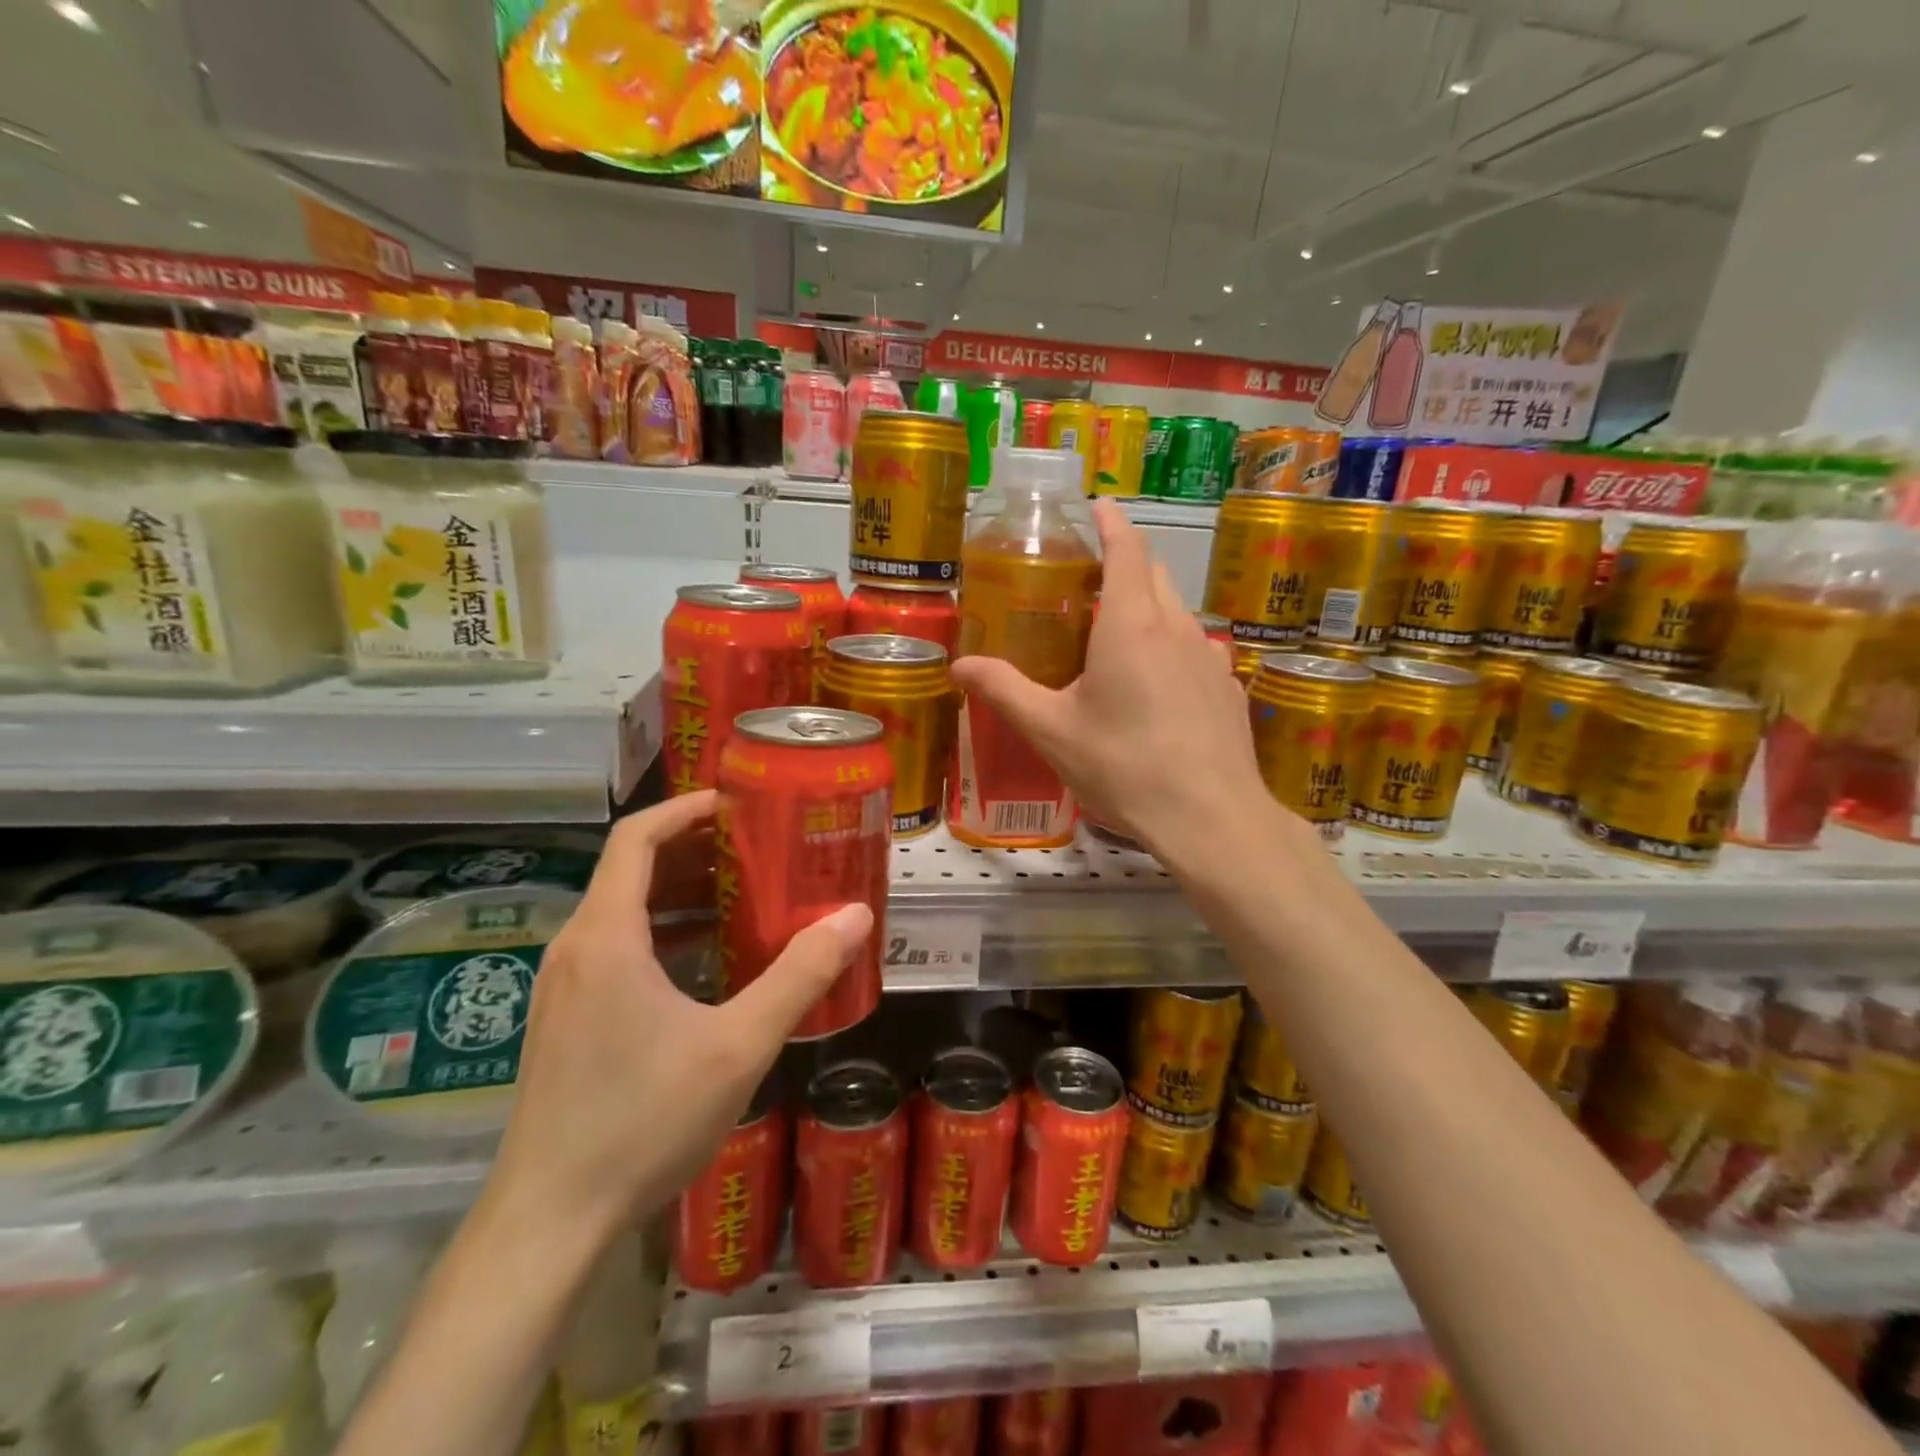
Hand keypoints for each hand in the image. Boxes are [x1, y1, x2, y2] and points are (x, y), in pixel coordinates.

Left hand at [485, 792, 872, 1245]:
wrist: (548, 1223)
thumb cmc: (641, 1121)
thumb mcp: (738, 1045)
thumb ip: (800, 975)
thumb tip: (856, 917)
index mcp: (606, 936)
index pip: (636, 836)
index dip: (686, 808)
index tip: (739, 803)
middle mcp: (576, 947)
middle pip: (633, 869)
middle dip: (697, 849)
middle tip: (760, 848)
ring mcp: (564, 986)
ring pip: (624, 911)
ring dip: (683, 893)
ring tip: (745, 895)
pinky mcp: (566, 1020)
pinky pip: (617, 948)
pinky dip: (665, 933)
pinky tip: (709, 961)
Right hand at [949, 499, 1274, 854]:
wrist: (1210, 819)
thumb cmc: (1124, 766)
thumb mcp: (1051, 731)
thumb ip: (1004, 691)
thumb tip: (958, 666)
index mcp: (1131, 624)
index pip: (1127, 548)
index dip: (1111, 521)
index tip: (1096, 506)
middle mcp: (1176, 628)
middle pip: (1154, 574)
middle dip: (1125, 564)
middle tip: (1087, 583)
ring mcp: (1210, 658)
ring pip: (1177, 613)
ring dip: (1148, 609)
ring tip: (1116, 638)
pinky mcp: (1228, 689)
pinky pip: (1196, 651)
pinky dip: (1172, 649)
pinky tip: (1157, 689)